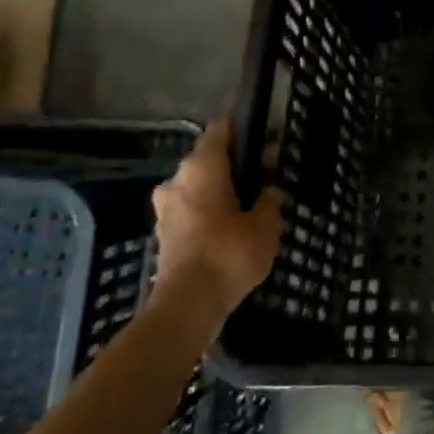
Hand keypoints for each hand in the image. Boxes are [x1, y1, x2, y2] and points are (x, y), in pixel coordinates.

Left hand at [151, 120, 285, 325]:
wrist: (188, 304)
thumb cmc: (229, 253)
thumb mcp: (266, 225)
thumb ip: (270, 200)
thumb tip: (270, 190)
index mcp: (202, 167)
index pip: (220, 130)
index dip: (241, 128)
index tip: (262, 135)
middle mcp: (178, 180)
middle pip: (207, 159)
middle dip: (232, 164)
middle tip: (262, 175)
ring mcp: (166, 208)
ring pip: (196, 186)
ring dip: (217, 190)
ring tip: (246, 204)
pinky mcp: (164, 233)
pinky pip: (189, 209)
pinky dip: (207, 212)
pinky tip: (228, 227)